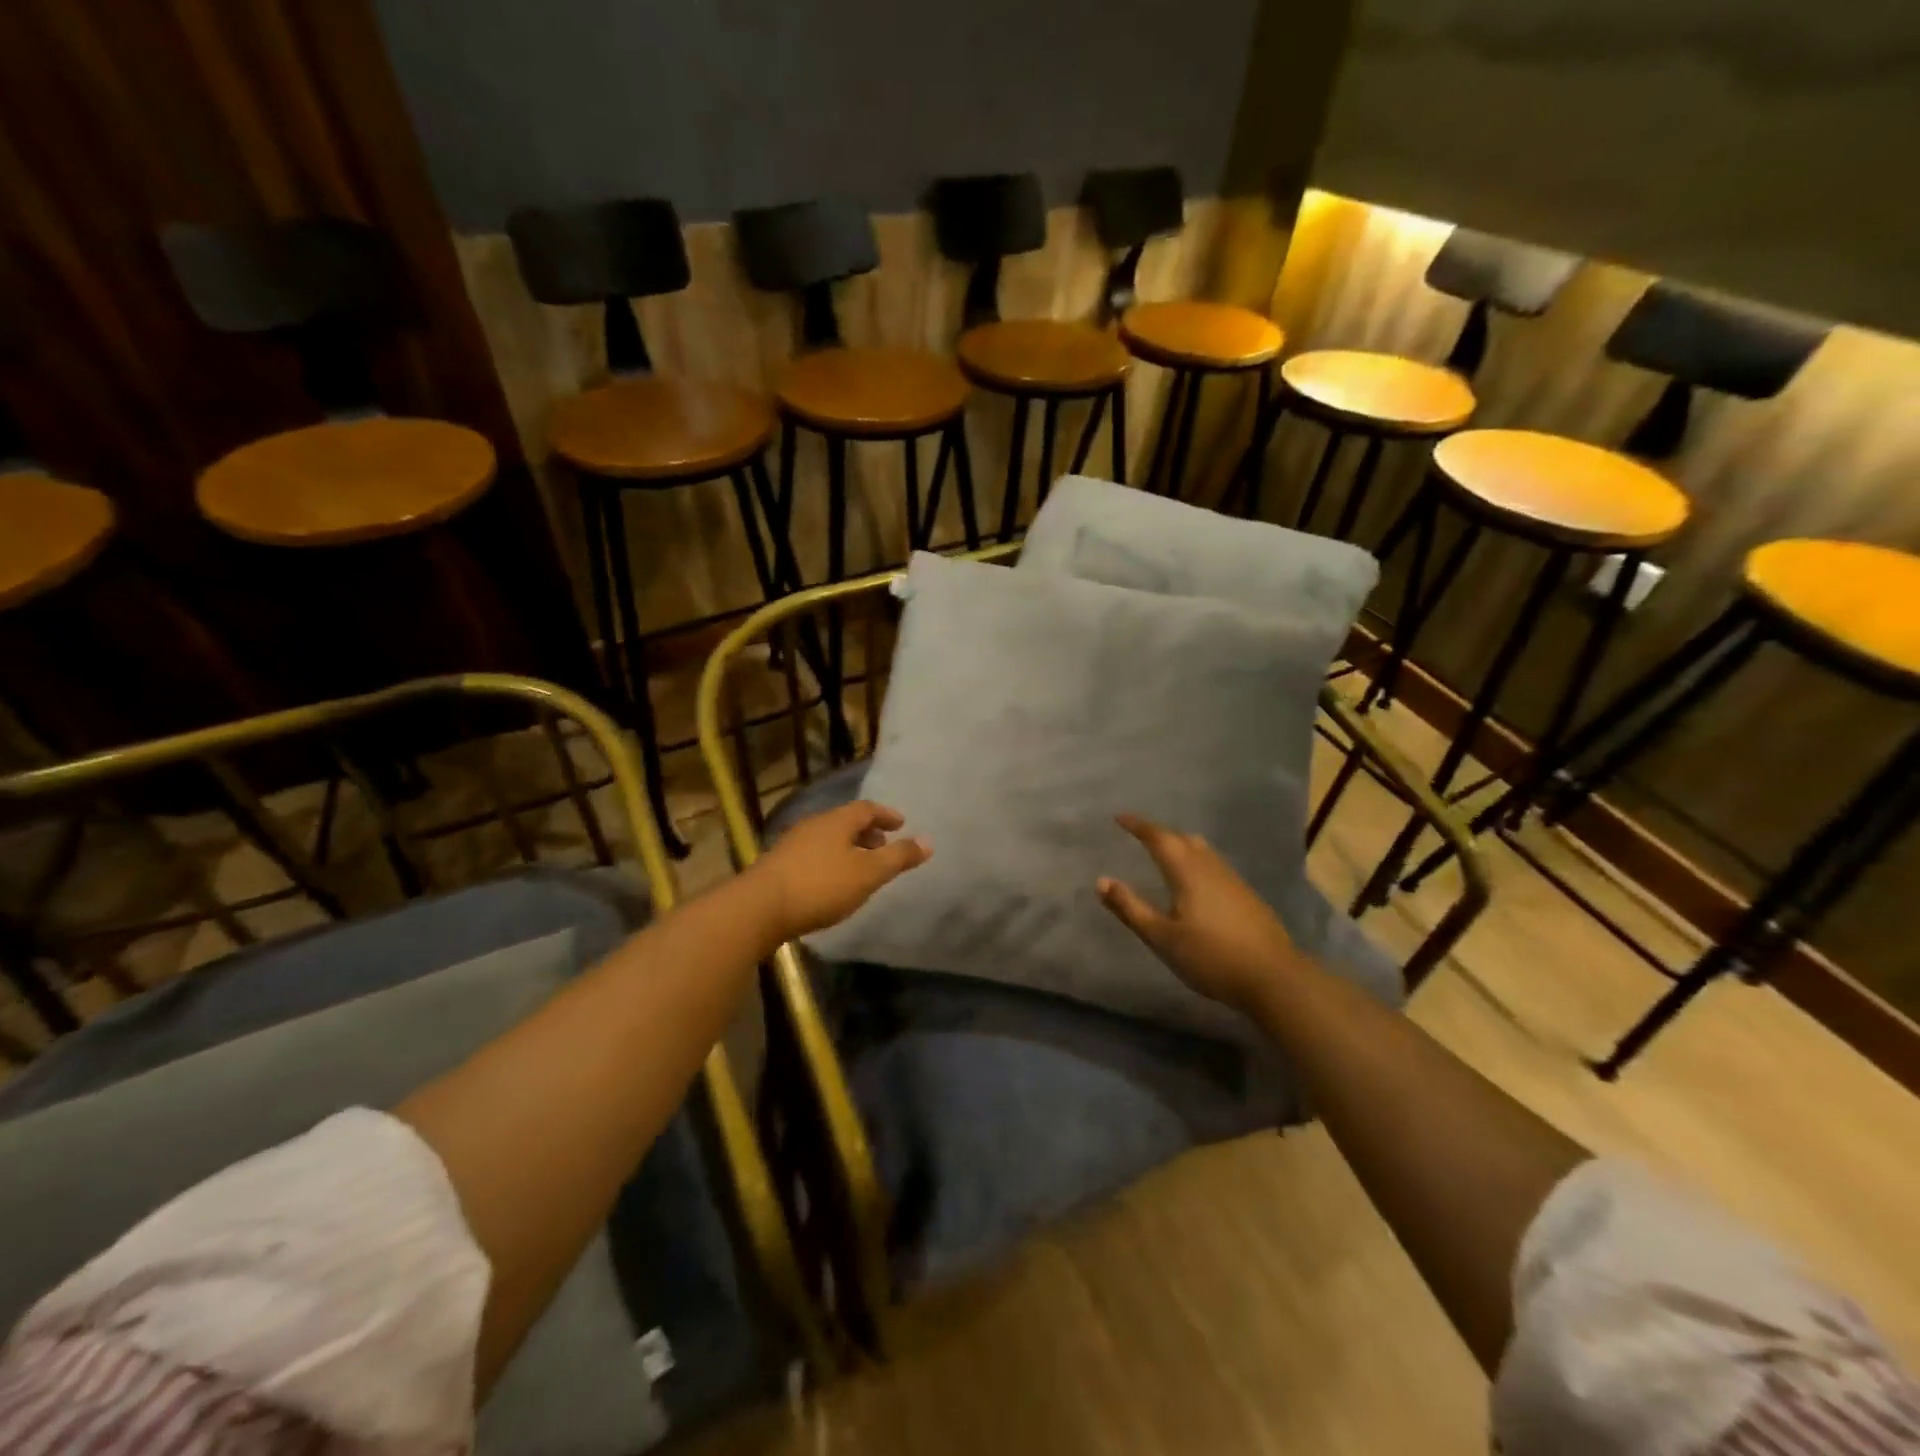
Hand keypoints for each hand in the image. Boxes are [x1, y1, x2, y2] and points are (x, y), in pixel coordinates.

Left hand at [747, 800, 930, 941]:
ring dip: (848, 848)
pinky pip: (813, 855)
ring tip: (861, 867)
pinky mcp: (778, 866)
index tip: (901, 824)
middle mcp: (814, 825)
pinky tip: (832, 883)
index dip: (886, 814)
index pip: (867, 808)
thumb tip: (928, 841)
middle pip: (845, 822)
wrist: (758, 908)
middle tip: (883, 846)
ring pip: (828, 839)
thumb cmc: (820, 886)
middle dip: (867, 832)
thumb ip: (898, 858)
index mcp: (837, 821)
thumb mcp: (868, 873)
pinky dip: (831, 861)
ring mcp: (792, 844)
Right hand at [1097, 813, 1303, 1013]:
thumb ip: (1130, 908)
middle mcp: (1210, 866)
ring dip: (1181, 846)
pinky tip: (1196, 882)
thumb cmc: (1211, 956)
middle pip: (1182, 839)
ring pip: (1202, 851)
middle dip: (1159, 834)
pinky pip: (1214, 865)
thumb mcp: (1162, 936)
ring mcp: (1233, 880)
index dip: (1138, 826)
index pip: (1158, 837)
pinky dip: (1197, 862)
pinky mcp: (1246, 896)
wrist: (1274, 977)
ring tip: (1165, 854)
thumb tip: (1101, 881)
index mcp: (1187, 870)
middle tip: (1140, 835)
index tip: (1120, 817)